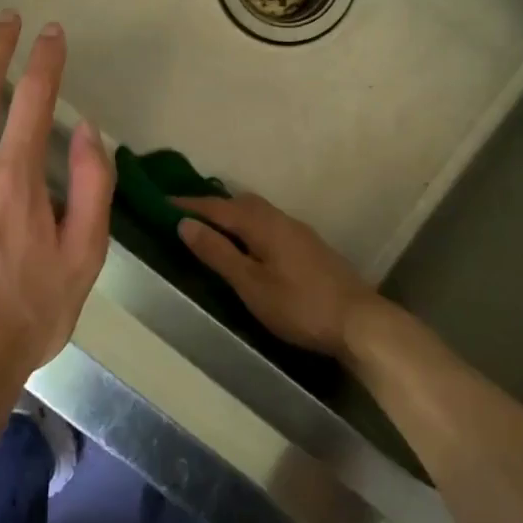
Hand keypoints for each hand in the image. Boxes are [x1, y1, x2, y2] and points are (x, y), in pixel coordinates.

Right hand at [174, 193, 377, 357]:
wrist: (360, 321)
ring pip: (258, 213)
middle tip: (186, 216)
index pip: (218, 207)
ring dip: (233, 216)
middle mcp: (281, 219)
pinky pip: (269, 225)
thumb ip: (218, 253)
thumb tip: (185, 223)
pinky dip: (250, 227)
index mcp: (263, 224)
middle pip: (240, 203)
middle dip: (212, 206)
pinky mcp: (310, 248)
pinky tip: (249, 247)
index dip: (189, 204)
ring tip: (213, 230)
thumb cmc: (299, 305)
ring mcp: (299, 232)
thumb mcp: (251, 284)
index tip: (162, 201)